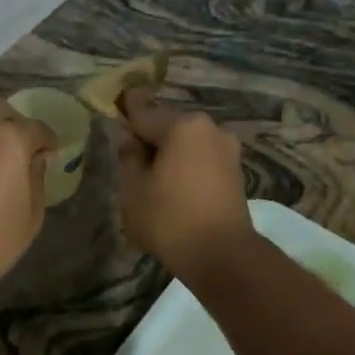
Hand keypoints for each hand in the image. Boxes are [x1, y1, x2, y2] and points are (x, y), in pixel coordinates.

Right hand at [114, 89, 251, 278]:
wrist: (223, 255)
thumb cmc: (169, 220)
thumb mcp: (134, 189)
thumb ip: (128, 156)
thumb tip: (127, 135)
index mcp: (182, 126)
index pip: (144, 112)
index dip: (126, 109)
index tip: (118, 99)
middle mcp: (209, 128)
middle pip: (169, 126)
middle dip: (150, 137)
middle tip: (130, 154)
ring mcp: (227, 149)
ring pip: (188, 144)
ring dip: (170, 154)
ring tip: (151, 176)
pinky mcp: (236, 172)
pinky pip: (202, 160)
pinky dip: (187, 166)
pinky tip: (174, 186)